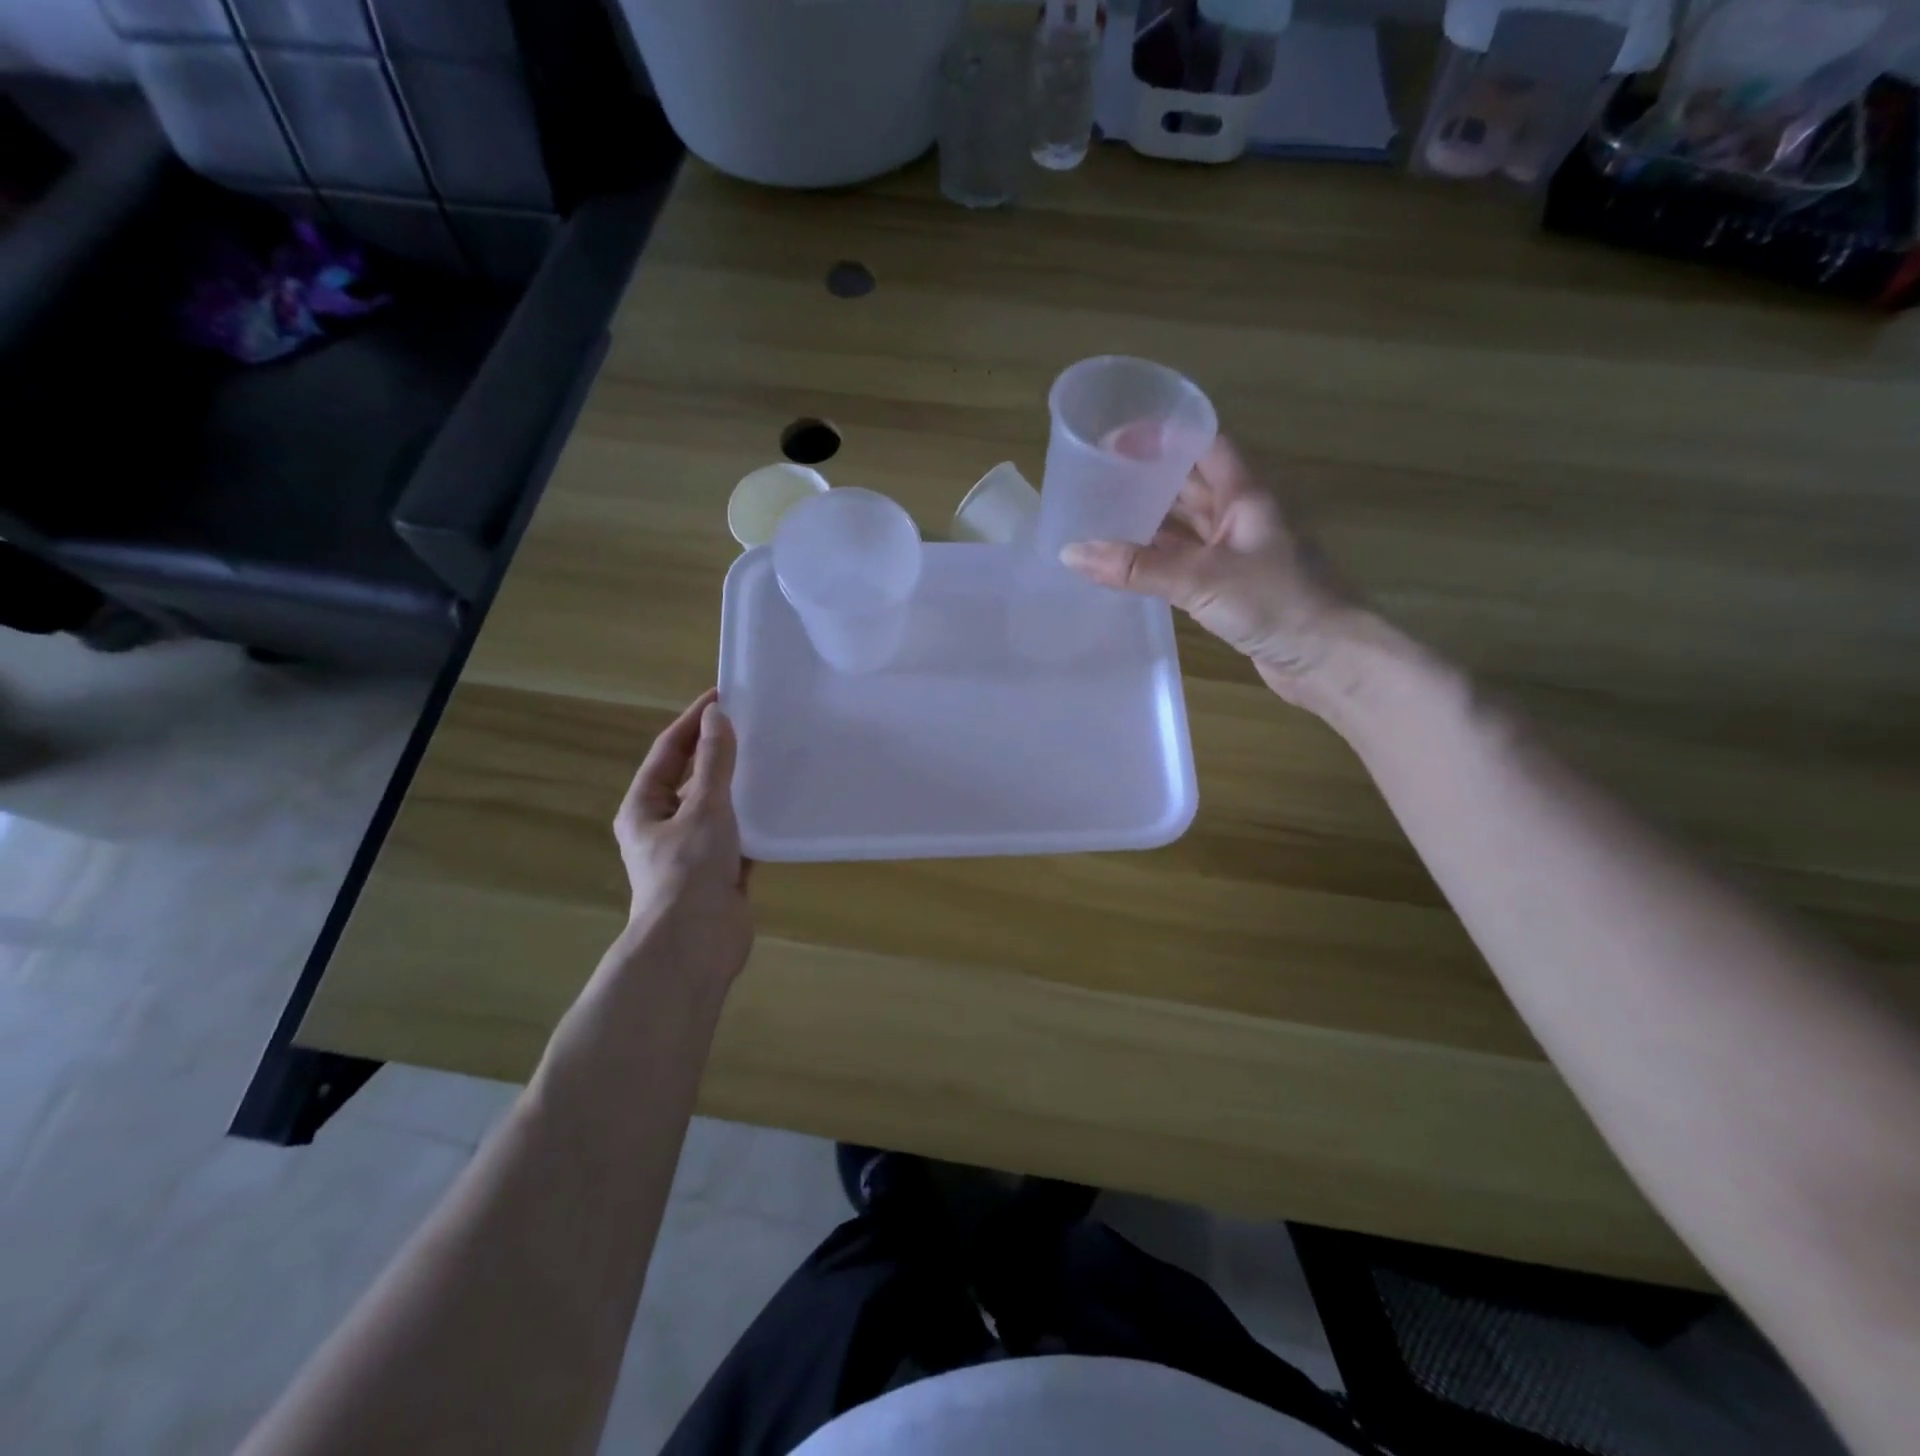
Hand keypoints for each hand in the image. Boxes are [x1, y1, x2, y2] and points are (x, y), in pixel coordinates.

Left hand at [613, 689, 753, 986]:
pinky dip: (756, 820)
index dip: (694, 721)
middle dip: (720, 752)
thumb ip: (715, 762)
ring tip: (773, 758)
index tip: (722, 696)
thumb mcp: (704, 807)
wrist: (696, 942)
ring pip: (719, 807)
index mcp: (645, 807)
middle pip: (694, 778)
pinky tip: (782, 805)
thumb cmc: (689, 870)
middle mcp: (665, 826)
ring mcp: (693, 851)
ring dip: (741, 786)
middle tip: (754, 725)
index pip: (670, 751)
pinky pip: (740, 835)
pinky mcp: (720, 872)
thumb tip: (717, 716)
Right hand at [1059, 435, 1368, 715]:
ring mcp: (1237, 554)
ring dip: (1150, 522)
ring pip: (1187, 527)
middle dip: (1148, 479)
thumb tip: (1071, 552)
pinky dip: (1158, 561)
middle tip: (1096, 479)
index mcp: (1245, 496)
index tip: (1117, 437)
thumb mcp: (1201, 579)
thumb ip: (1137, 568)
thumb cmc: (1276, 603)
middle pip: (1191, 485)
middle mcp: (1241, 517)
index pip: (1203, 446)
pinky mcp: (1231, 589)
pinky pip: (1186, 563)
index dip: (1164, 436)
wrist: (1329, 660)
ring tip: (1100, 518)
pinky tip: (1127, 565)